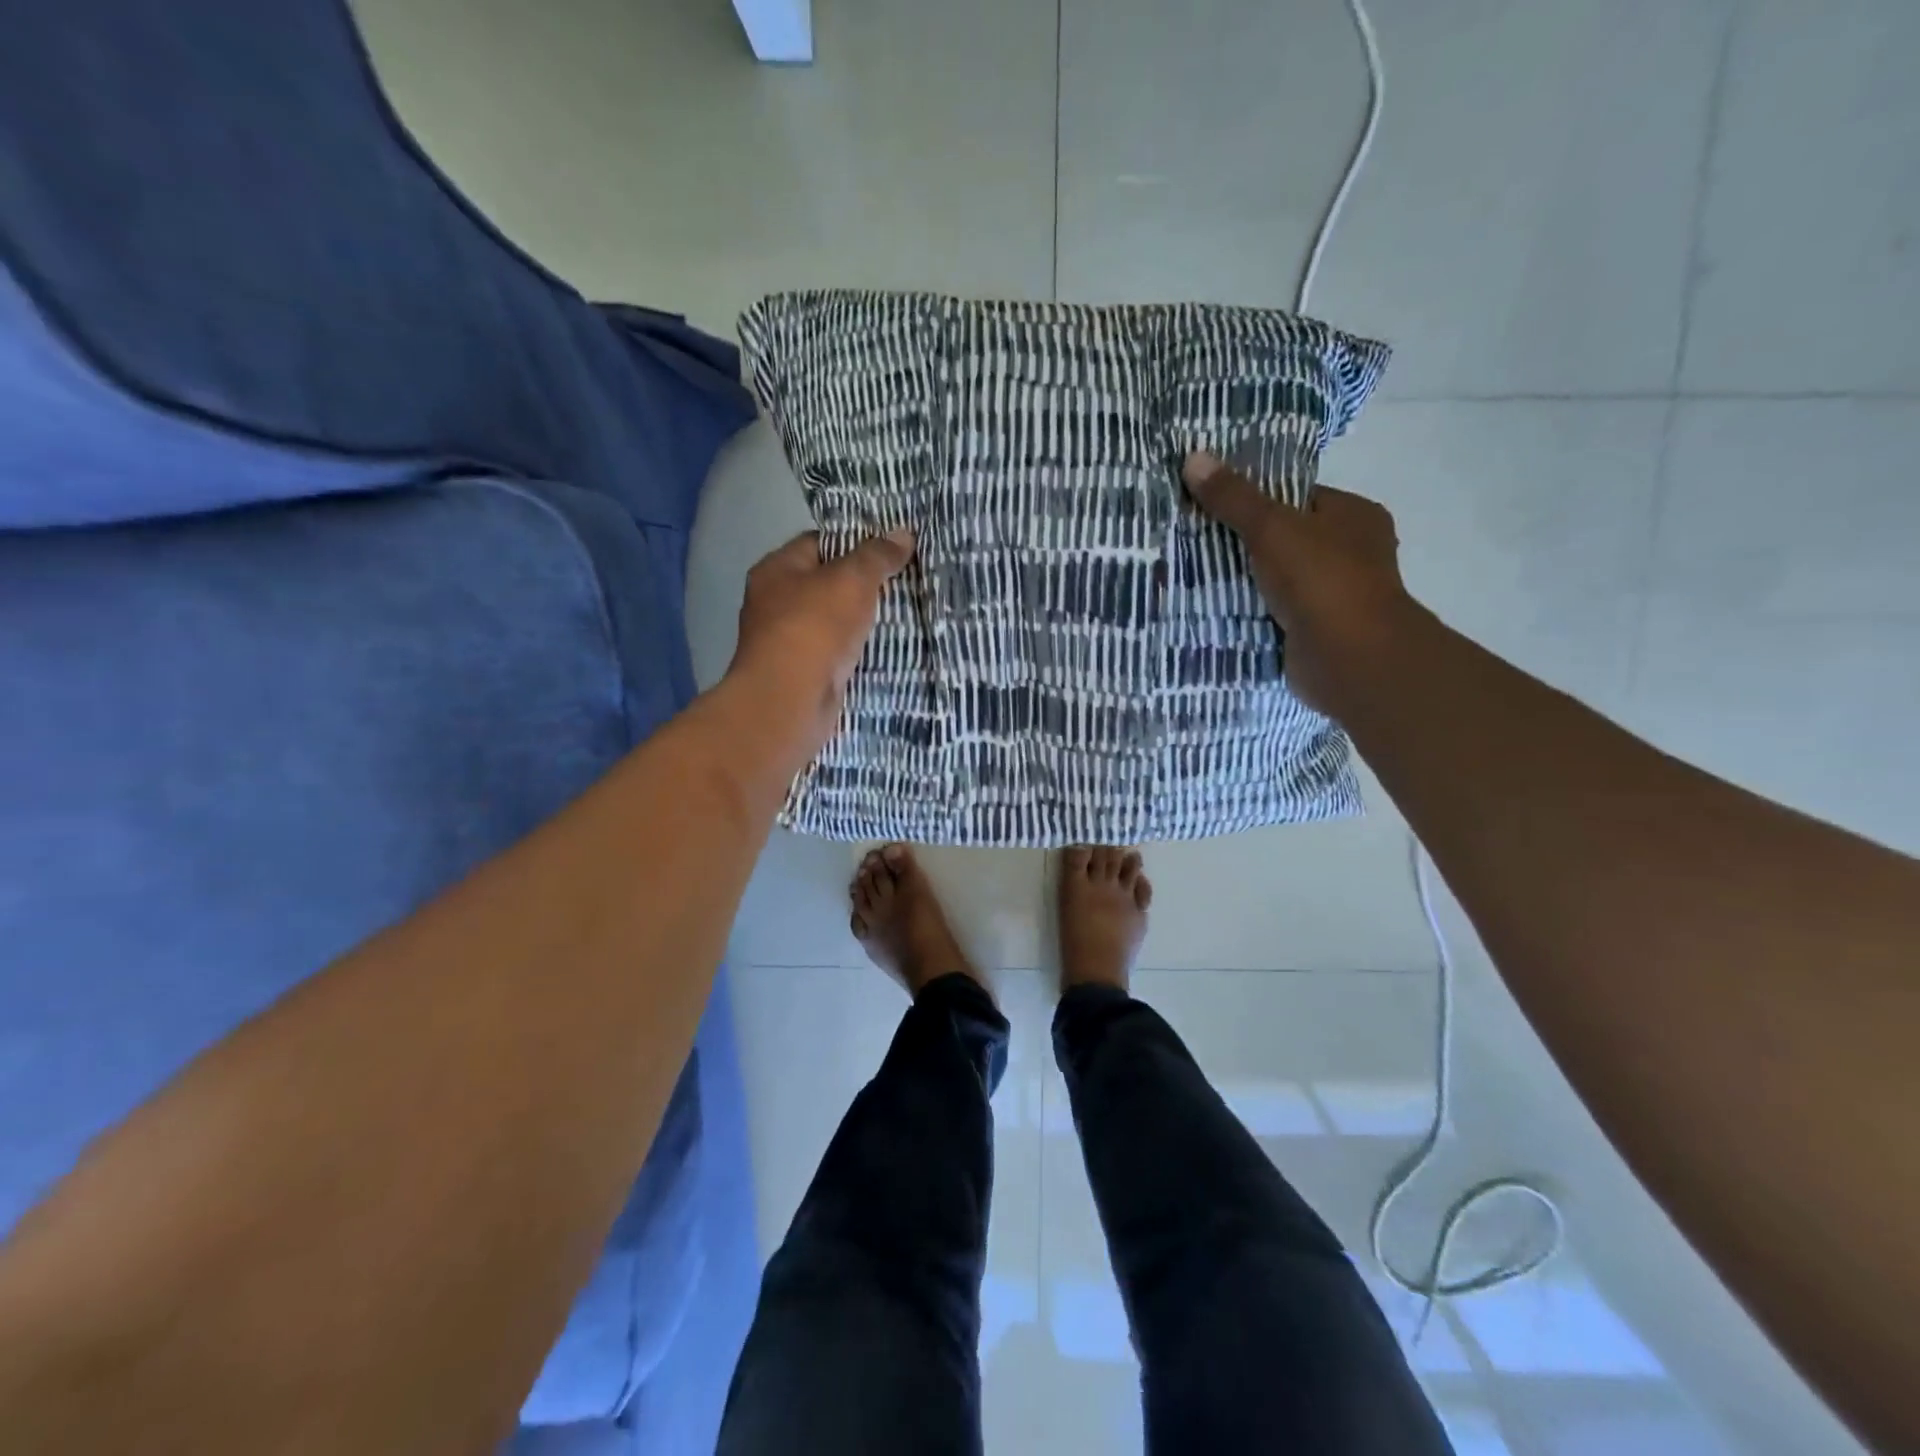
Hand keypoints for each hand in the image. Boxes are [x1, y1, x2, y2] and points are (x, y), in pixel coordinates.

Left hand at [728, 527, 915, 753]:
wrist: (790, 702)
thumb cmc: (815, 628)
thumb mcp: (852, 580)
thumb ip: (877, 556)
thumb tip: (903, 533)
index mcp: (776, 570)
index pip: (818, 542)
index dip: (854, 542)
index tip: (890, 550)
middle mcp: (774, 602)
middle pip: (825, 583)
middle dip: (861, 585)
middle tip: (902, 582)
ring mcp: (786, 641)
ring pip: (832, 621)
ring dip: (859, 621)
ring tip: (901, 613)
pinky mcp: (801, 673)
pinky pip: (834, 652)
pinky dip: (855, 651)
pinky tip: (883, 649)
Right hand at [1182, 451, 1412, 714]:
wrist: (1350, 658)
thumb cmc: (1321, 580)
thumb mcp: (1272, 528)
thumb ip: (1234, 497)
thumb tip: (1193, 456)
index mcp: (1353, 516)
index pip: (1298, 497)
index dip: (1255, 498)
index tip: (1211, 504)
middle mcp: (1350, 553)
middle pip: (1284, 539)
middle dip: (1242, 543)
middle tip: (1193, 539)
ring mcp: (1333, 595)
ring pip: (1276, 579)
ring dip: (1243, 581)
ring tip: (1191, 572)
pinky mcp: (1315, 631)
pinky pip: (1273, 613)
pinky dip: (1248, 612)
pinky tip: (1211, 608)